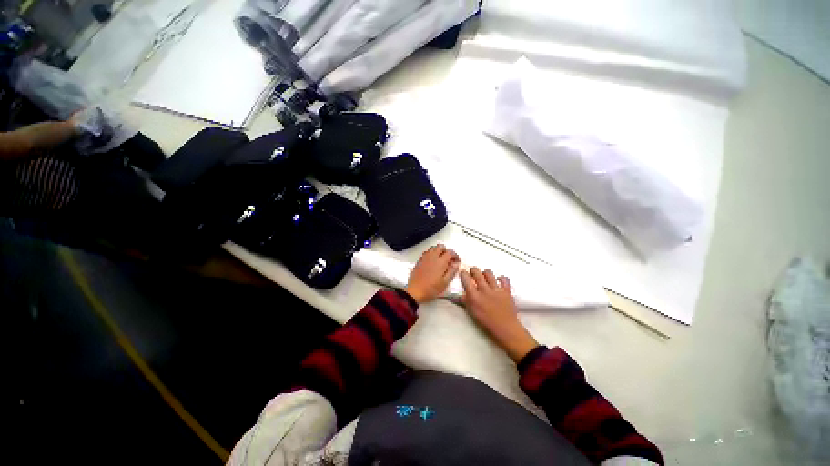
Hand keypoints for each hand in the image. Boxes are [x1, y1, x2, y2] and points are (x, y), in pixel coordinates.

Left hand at [404, 244, 459, 303]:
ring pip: (433, 248)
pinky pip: (427, 252)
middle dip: (446, 251)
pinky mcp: (419, 260)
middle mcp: (432, 257)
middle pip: (441, 246)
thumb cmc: (431, 288)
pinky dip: (431, 254)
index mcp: (440, 262)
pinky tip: (432, 262)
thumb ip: (452, 271)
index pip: (450, 252)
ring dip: (438, 251)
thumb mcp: (445, 283)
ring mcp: (425, 257)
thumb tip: (456, 263)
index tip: (456, 261)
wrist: (415, 291)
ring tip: (440, 260)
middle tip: (448, 260)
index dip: (455, 255)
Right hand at [460, 267, 538, 362]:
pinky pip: (504, 279)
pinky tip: (498, 281)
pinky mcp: (506, 290)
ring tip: (485, 275)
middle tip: (472, 271)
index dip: (463, 273)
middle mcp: (484, 290)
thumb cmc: (487, 323)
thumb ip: (466, 301)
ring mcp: (496, 289)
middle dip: (473, 269)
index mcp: (474, 296)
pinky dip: (501, 278)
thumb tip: (460, 294)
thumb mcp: (472, 313)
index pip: (466, 280)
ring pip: (489, 273)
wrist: (506, 329)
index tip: (463, 272)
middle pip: (477, 272)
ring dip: (485, 273)